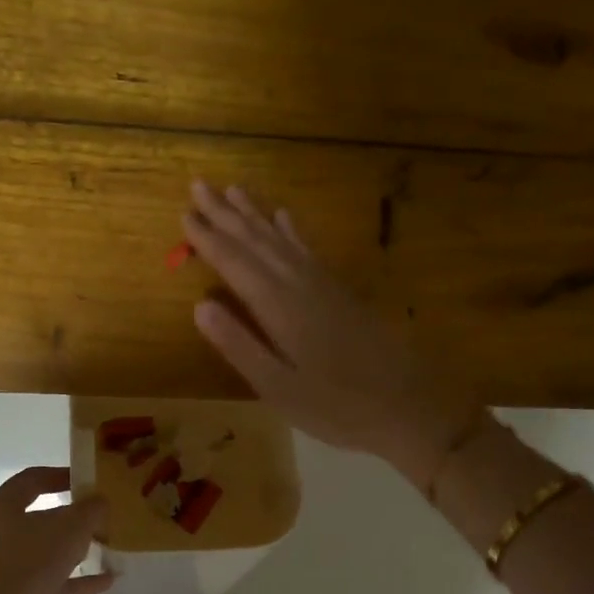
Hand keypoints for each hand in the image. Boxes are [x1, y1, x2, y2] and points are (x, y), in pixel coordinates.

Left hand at [0, 467, 113, 593]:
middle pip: (32, 518)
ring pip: (35, 554)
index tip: (85, 479)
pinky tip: (102, 583)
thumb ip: (90, 511)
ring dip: (67, 553)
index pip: (30, 480)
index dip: (60, 475)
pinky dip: (68, 582)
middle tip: (94, 519)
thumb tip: (99, 502)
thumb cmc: (27, 564)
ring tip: (99, 551)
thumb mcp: (70, 529)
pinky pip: (39, 584)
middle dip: (66, 519)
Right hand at [182, 180, 480, 490]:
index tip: (184, 215)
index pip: (236, 264)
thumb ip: (240, 346)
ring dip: (256, 215)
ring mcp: (325, 285)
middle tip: (200, 186)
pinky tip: (285, 217)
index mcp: (280, 308)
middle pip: (257, 241)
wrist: (409, 406)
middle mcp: (301, 285)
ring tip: (234, 190)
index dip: (209, 240)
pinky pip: (309, 249)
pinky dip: (292, 231)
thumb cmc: (338, 408)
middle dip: (226, 214)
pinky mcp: (341, 292)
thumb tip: (200, 305)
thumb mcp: (280, 388)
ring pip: (282, 239)